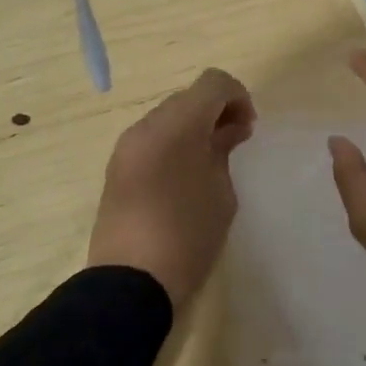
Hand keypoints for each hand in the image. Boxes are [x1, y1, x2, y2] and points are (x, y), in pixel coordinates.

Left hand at [88, 68, 257, 307]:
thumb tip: (225, 132)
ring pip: (168, 117)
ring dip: (193, 127)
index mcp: (176, 126)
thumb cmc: (187, 236)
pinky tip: (186, 175)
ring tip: (211, 161)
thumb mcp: (221, 194)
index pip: (213, 83)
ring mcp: (126, 147)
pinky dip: (174, 143)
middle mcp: (145, 126)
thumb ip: (223, 151)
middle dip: (216, 111)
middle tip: (235, 143)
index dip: (238, 96)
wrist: (130, 282)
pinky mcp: (117, 168)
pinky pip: (151, 140)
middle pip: (188, 97)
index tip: (248, 128)